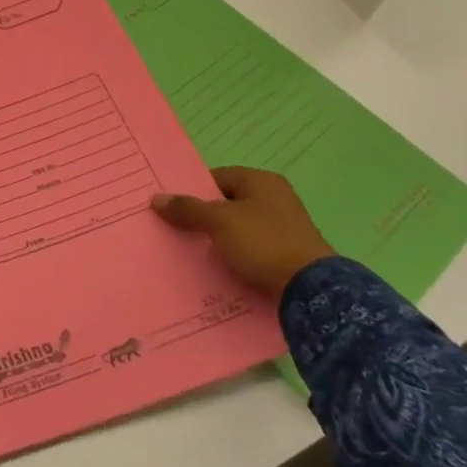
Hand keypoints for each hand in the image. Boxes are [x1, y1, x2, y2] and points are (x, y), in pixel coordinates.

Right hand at [152, 167, 333, 297]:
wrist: (310, 289)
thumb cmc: (262, 242)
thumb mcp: (218, 221)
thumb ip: (187, 208)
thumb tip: (156, 199)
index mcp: (261, 181)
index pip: (216, 177)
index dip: (193, 191)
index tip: (173, 209)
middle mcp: (276, 198)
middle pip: (227, 203)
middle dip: (203, 217)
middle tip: (178, 231)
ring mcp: (285, 226)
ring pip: (239, 227)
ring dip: (219, 238)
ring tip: (194, 252)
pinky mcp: (289, 252)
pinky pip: (252, 247)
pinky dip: (236, 254)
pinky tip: (220, 266)